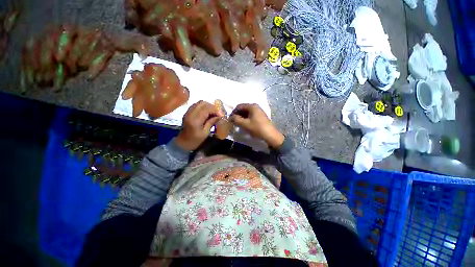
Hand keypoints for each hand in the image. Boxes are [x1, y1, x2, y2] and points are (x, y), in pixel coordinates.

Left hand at [176, 101, 221, 150]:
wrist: (183, 142)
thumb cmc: (195, 140)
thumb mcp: (205, 133)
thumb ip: (211, 122)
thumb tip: (220, 115)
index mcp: (195, 120)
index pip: (206, 109)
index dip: (215, 110)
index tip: (221, 114)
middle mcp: (191, 113)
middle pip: (202, 103)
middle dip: (212, 106)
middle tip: (217, 113)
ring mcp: (188, 112)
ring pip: (199, 103)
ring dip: (208, 106)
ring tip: (213, 112)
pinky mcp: (188, 112)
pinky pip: (197, 105)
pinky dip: (203, 107)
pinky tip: (207, 112)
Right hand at [230, 103, 283, 147]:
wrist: (270, 135)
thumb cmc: (257, 128)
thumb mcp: (245, 124)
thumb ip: (236, 119)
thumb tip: (231, 117)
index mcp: (252, 106)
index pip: (239, 106)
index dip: (233, 112)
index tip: (230, 119)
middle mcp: (255, 107)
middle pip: (243, 108)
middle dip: (237, 114)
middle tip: (233, 121)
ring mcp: (258, 111)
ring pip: (247, 112)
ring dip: (241, 117)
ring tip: (238, 123)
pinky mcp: (260, 116)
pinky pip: (250, 115)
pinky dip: (246, 119)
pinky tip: (244, 124)